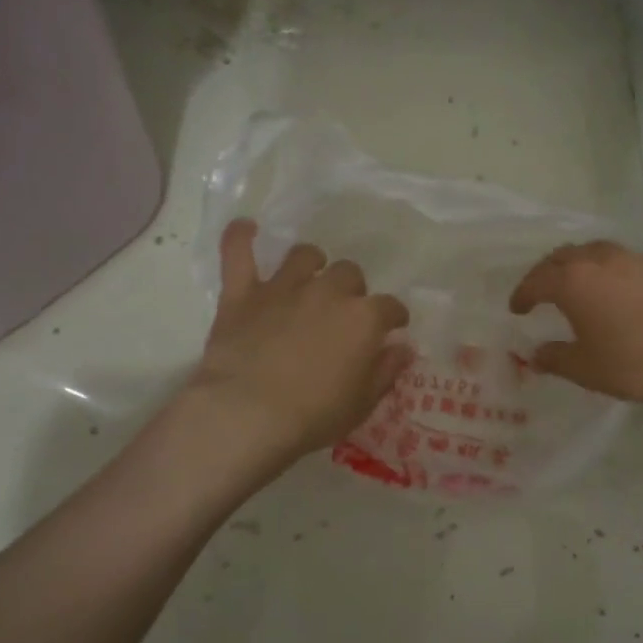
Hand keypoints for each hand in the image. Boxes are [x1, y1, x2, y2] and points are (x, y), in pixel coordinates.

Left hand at [186, 221, 412, 469]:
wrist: (248, 414)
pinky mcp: (243, 294)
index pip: (390, 308)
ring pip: (304, 256)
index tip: (392, 328)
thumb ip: (386, 370)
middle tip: (343, 313)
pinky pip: (239, 252)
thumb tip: (404, 348)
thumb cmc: (314, 415)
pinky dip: (241, 237)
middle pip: (349, 274)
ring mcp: (283, 288)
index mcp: (364, 318)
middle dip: (351, 290)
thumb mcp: (363, 403)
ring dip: (310, 264)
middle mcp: (328, 292)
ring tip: (307, 278)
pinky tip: (246, 227)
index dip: (394, 317)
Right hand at [509, 241, 642, 412]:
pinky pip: (618, 260)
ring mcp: (633, 258)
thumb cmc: (637, 362)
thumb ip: (555, 359)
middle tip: (540, 293)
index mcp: (573, 280)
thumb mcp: (587, 369)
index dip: (522, 295)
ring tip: (575, 287)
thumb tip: (536, 354)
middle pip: (562, 257)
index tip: (516, 309)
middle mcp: (599, 259)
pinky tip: (612, 292)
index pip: (536, 280)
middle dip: (545, 273)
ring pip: (592, 252)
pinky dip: (604, 270)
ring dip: (576, 266)